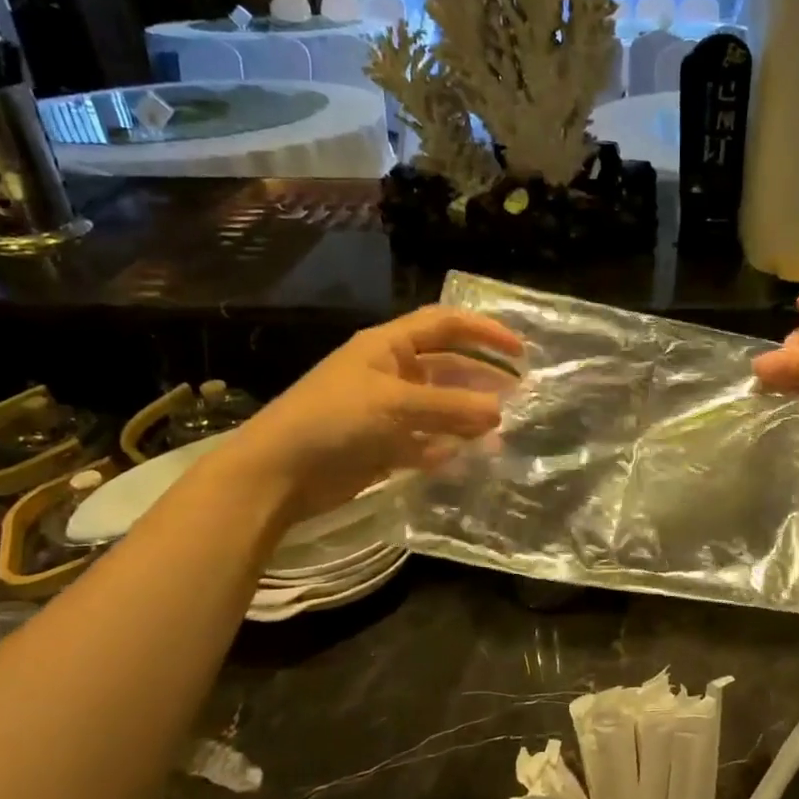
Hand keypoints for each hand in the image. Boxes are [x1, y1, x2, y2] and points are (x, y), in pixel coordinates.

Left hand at [217, 305, 523, 522]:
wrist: (278, 474)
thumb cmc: (334, 420)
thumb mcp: (396, 405)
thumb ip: (451, 407)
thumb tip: (500, 413)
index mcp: (388, 346)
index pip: (445, 325)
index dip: (484, 331)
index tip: (520, 351)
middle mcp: (390, 373)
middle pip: (447, 368)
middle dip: (482, 379)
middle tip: (519, 395)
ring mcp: (387, 411)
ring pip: (439, 408)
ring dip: (468, 418)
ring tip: (500, 432)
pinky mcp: (383, 445)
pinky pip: (425, 441)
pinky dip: (445, 448)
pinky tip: (465, 458)